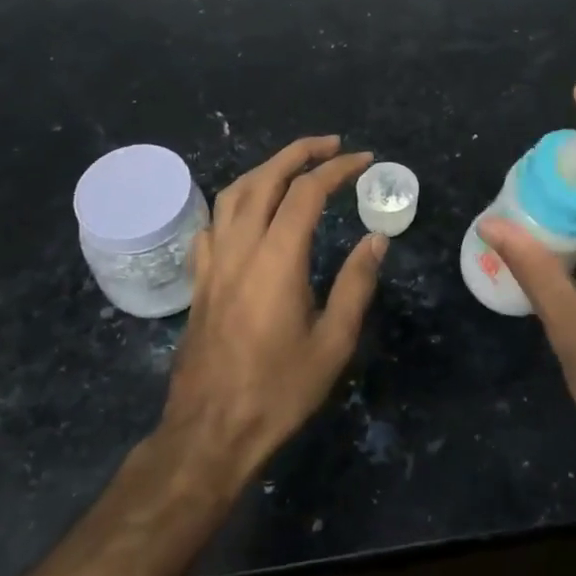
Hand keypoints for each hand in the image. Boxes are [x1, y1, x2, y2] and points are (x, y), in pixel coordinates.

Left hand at [162, 136, 385, 482]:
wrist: (210, 431)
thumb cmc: (278, 390)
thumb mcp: (333, 343)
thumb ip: (356, 284)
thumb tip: (375, 239)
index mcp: (277, 259)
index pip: (307, 192)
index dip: (337, 169)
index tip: (364, 160)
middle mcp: (241, 248)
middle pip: (265, 178)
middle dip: (300, 152)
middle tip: (332, 144)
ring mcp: (214, 262)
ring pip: (233, 193)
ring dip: (266, 169)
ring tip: (294, 166)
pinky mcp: (200, 279)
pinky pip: (213, 222)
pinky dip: (236, 201)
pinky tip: (249, 210)